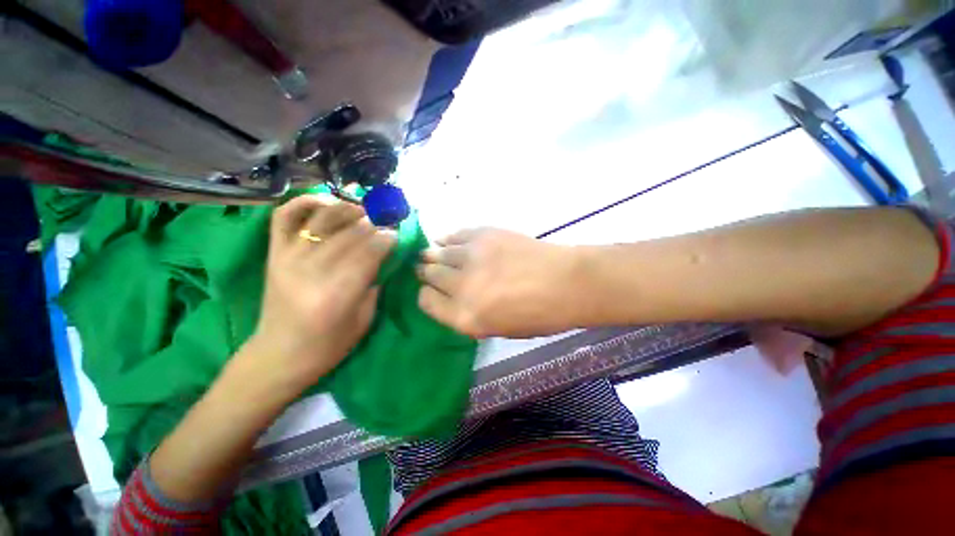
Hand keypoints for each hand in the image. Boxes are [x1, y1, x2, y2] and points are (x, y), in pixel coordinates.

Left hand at [245, 195, 395, 393]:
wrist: (279, 355)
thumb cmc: (328, 345)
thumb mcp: (364, 319)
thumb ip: (374, 283)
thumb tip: (383, 254)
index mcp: (337, 294)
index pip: (369, 252)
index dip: (387, 239)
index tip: (397, 235)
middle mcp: (311, 271)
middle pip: (350, 233)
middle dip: (375, 224)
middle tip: (387, 223)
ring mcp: (288, 258)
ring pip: (323, 218)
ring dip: (348, 209)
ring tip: (364, 212)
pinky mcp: (274, 253)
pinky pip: (284, 216)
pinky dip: (305, 202)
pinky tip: (327, 203)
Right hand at [417, 228, 580, 337]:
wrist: (567, 283)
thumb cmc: (538, 315)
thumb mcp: (498, 329)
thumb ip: (468, 314)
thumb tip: (450, 296)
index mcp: (465, 317)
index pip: (426, 301)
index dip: (426, 295)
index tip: (430, 291)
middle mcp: (462, 286)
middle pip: (429, 274)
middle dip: (427, 273)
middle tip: (428, 270)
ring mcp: (472, 256)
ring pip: (437, 252)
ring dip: (433, 255)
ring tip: (433, 254)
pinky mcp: (483, 235)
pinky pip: (454, 235)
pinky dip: (447, 239)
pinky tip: (447, 241)